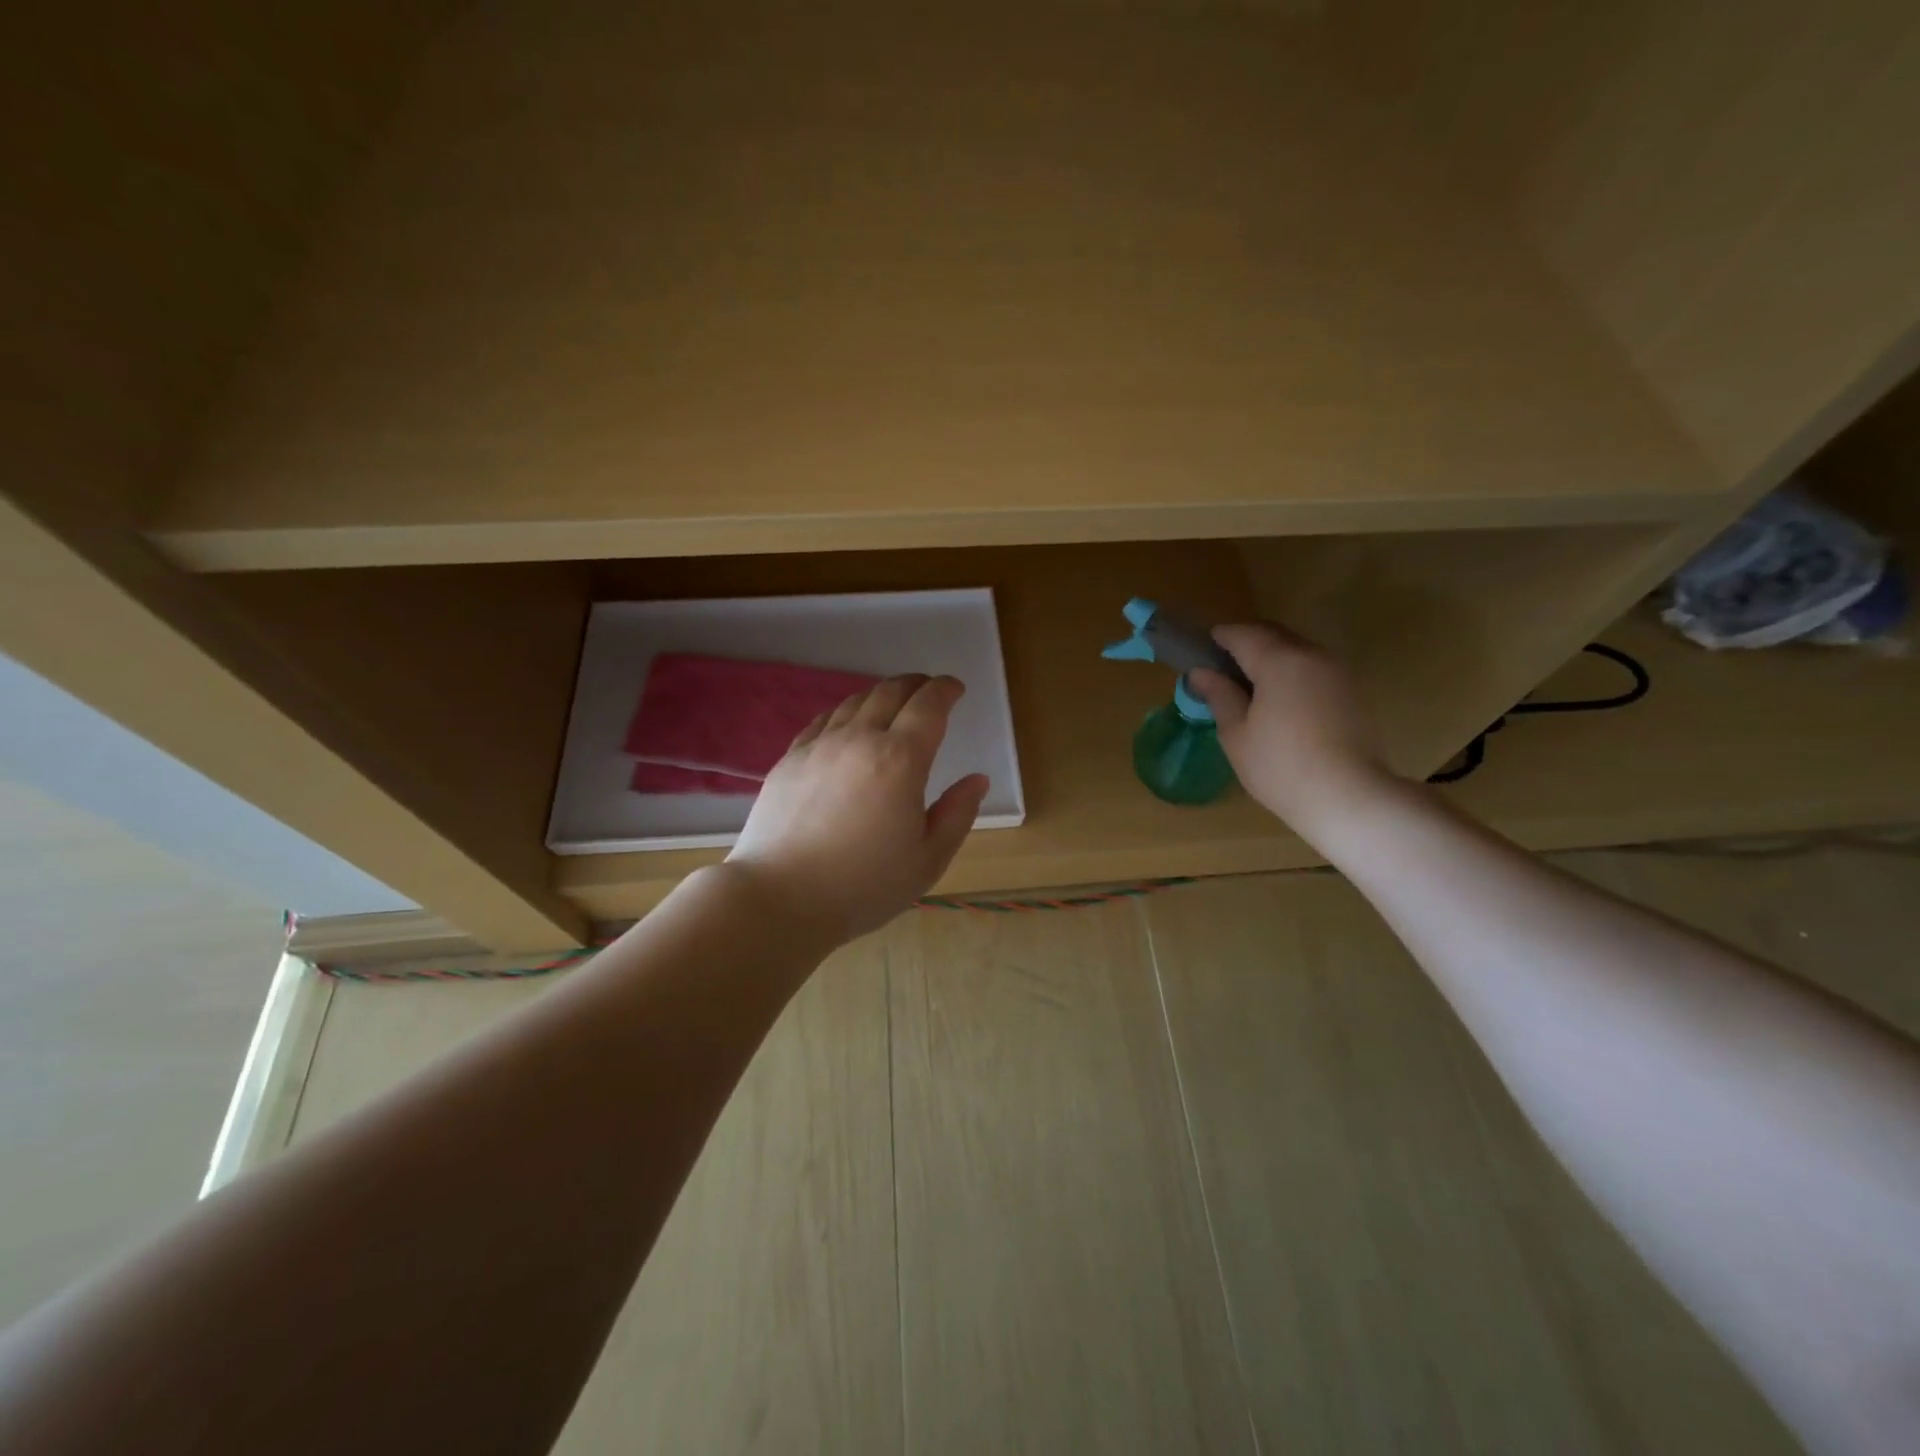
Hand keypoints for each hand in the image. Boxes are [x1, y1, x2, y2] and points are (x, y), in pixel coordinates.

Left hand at [725, 674, 989, 944]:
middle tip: (928, 689)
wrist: (779, 898)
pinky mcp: (789, 759)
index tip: (956, 689)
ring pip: (854, 702)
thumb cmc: (864, 886)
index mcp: (901, 760)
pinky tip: (847, 725)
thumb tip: (976, 780)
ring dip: (881, 694)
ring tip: (892, 703)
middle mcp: (859, 739)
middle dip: (916, 684)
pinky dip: (846, 713)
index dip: (945, 690)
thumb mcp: (928, 859)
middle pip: (890, 692)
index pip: (929, 705)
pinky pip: (824, 720)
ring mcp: (819, 746)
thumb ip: (958, 814)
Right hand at [1188, 623, 1397, 843]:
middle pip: (1274, 634)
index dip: (1220, 637)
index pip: (1243, 634)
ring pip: (1297, 649)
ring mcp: (1338, 671)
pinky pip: (1314, 667)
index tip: (1201, 649)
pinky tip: (1280, 699)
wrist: (1349, 797)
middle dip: (1246, 642)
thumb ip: (1219, 695)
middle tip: (1222, 666)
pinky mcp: (1353, 690)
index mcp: (1279, 660)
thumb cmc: (1281, 767)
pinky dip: (1292, 671)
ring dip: (1271, 656)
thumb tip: (1200, 672)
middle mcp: (1312, 655)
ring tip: (1250, 684)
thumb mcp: (1237, 734)